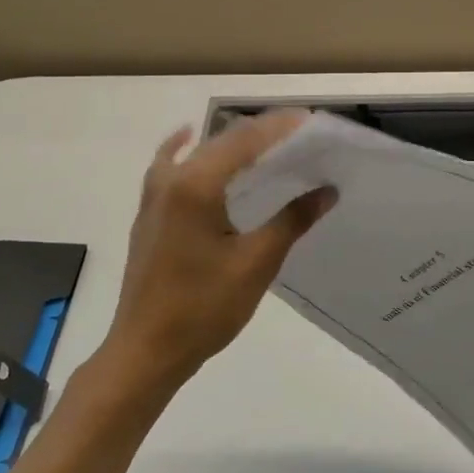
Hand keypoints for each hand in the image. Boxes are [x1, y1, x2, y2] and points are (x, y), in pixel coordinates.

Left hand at [99, 111, 334, 392]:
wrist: (146, 351)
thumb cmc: (203, 308)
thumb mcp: (256, 263)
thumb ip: (292, 220)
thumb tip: (327, 190)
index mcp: (197, 185)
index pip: (245, 139)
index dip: (280, 127)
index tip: (312, 121)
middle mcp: (171, 179)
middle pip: (222, 140)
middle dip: (261, 133)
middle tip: (300, 137)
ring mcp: (154, 196)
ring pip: (197, 153)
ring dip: (230, 144)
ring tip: (266, 146)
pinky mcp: (149, 215)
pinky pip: (169, 167)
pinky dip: (187, 151)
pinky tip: (192, 144)